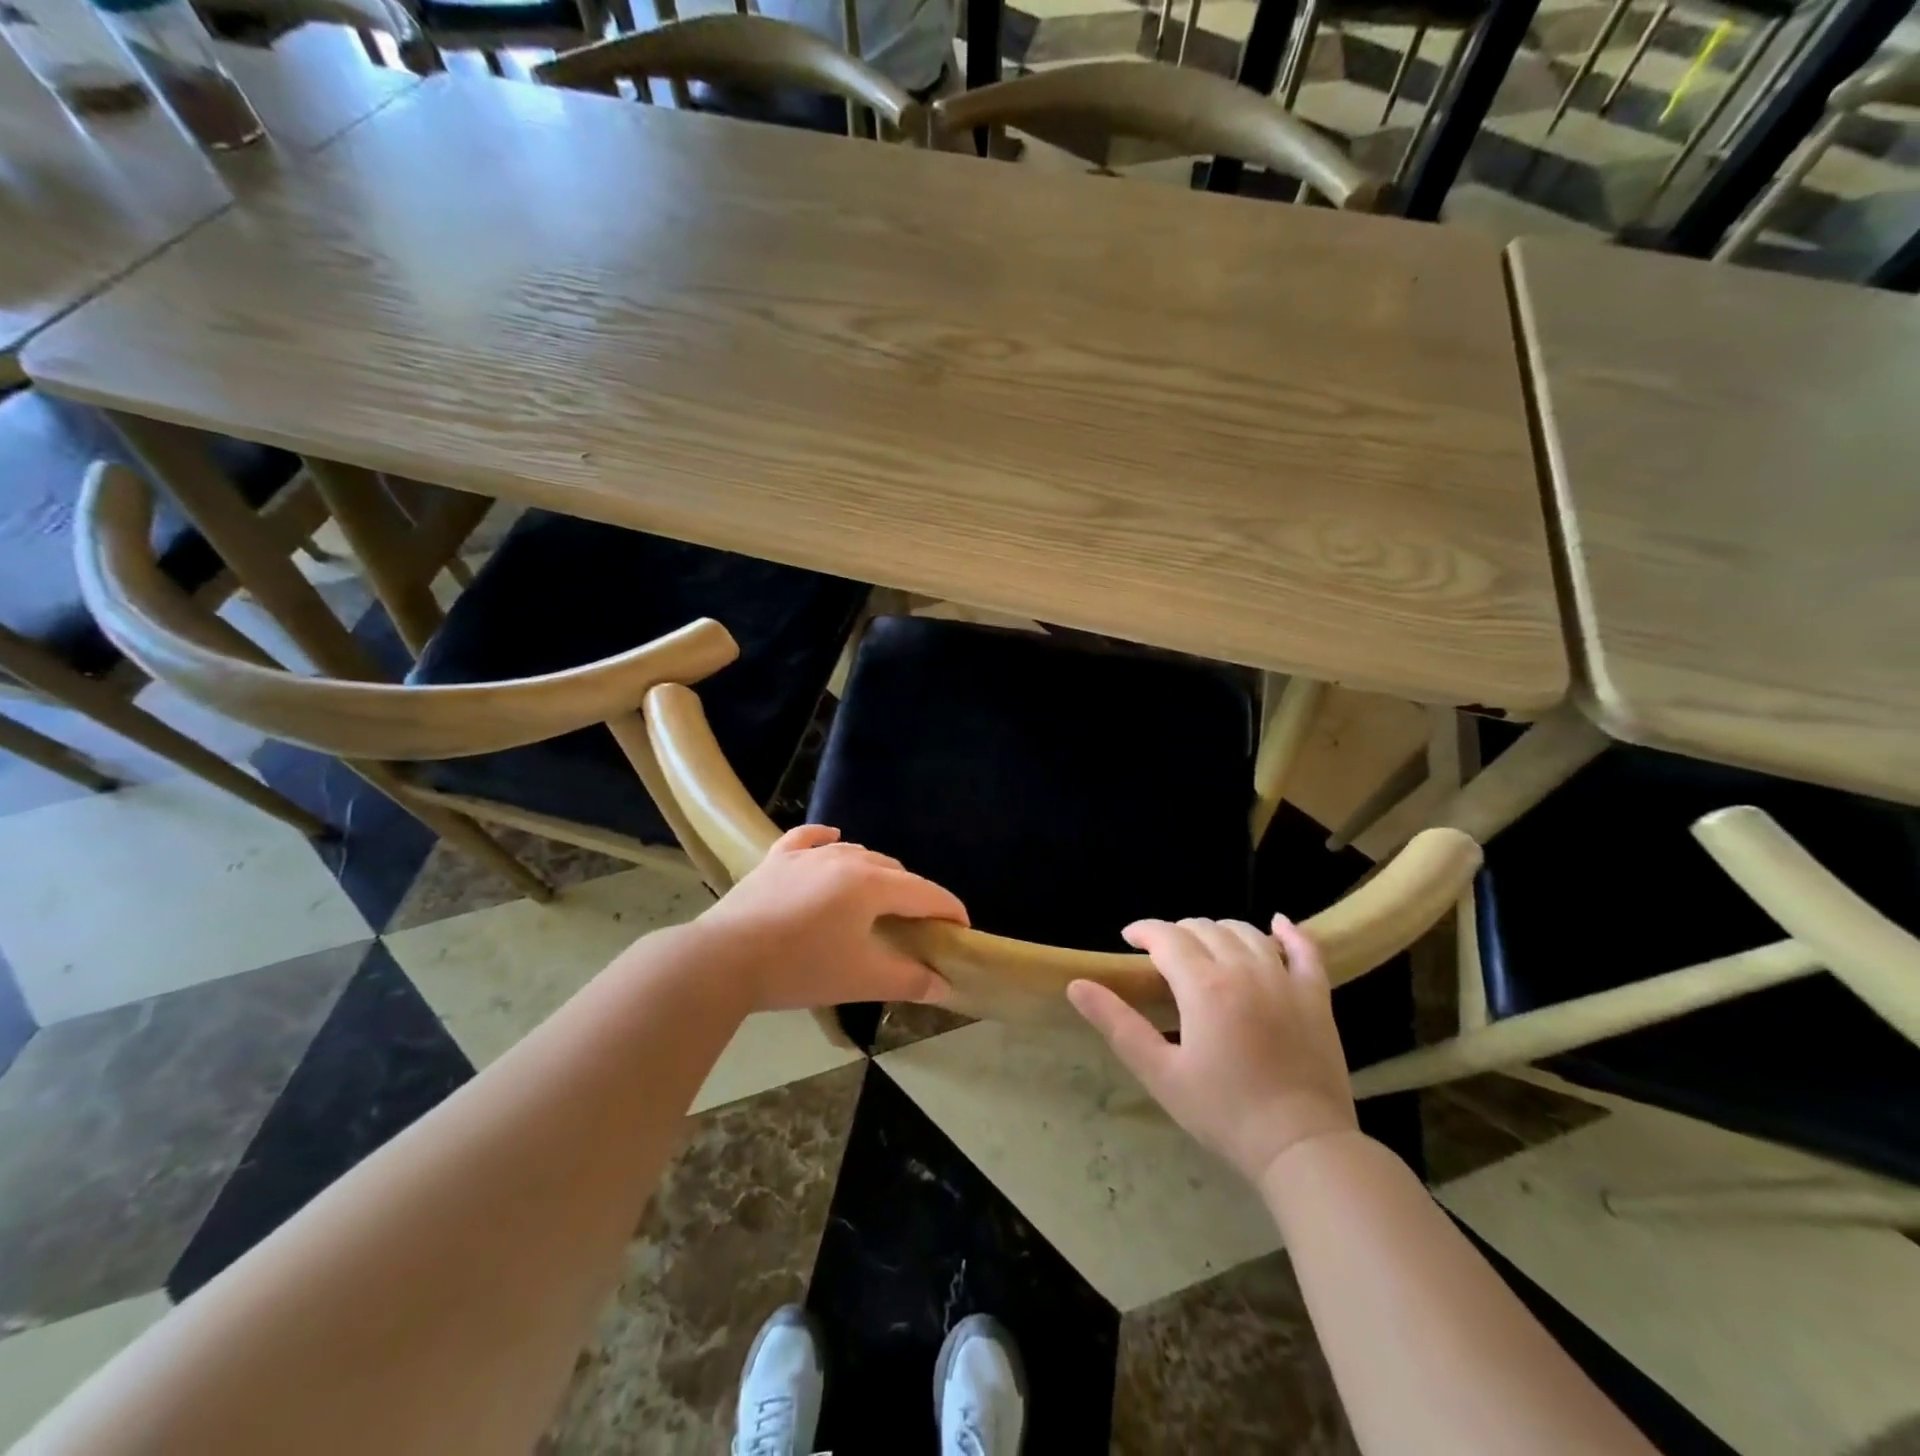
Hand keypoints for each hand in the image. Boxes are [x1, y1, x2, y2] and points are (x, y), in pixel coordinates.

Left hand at [692, 825, 966, 1010]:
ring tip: (879, 898)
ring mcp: (808, 854)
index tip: (962, 927)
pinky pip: (809, 839)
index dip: (949, 909)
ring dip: (876, 873)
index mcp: (872, 884)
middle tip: (917, 926)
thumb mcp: (861, 979)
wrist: (724, 959)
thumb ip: (908, 980)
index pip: (925, 893)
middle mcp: (846, 858)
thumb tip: (944, 986)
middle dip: (913, 895)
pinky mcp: (777, 859)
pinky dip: (826, 840)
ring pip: (856, 854)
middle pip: (894, 871)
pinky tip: (833, 840)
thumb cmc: (800, 968)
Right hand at [1067, 915, 1358, 1184]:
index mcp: (1203, 985)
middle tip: (1163, 956)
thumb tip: (1077, 985)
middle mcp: (1244, 969)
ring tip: (1205, 949)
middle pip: (1204, 928)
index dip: (1143, 931)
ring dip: (1219, 931)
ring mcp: (1285, 979)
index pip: (1166, 936)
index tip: (1128, 940)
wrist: (1302, 1147)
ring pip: (1246, 932)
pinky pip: (1305, 949)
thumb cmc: (1224, 1113)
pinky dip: (1289, 932)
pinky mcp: (1316, 996)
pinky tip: (1278, 924)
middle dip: (1177, 933)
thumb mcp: (1160, 1073)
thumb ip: (1117, 1024)